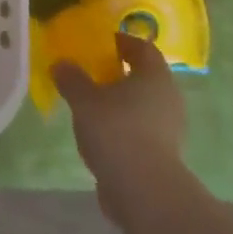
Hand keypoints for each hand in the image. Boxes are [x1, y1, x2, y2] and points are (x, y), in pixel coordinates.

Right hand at [54, 34, 186, 222]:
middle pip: (144, 77)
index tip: (100, 44)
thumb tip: (61, 64)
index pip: (143, 47)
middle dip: (119, 74)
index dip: (122, 42)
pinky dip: (125, 128)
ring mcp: (171, 129)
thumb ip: (71, 79)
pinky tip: (102, 137)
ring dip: (121, 103)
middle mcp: (169, 97)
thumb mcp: (84, 100)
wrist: (144, 191)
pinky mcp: (165, 155)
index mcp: (154, 75)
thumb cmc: (116, 131)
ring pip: (144, 105)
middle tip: (92, 75)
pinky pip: (143, 131)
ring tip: (92, 108)